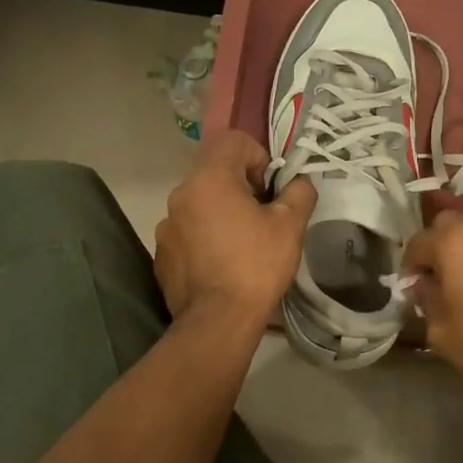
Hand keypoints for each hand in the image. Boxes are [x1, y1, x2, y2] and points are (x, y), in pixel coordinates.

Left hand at [154, 130, 315, 323]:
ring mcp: (167, 225)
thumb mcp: (290, 225)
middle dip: (242, 186)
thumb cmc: (256, 266)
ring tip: (243, 244)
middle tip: (263, 216)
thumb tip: (299, 180)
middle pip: (215, 172)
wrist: (217, 321)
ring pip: (201, 202)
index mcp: (209, 179)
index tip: (270, 189)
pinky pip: (188, 231)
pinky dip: (206, 237)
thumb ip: (299, 191)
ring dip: (222, 212)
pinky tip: (223, 264)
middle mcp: (180, 195)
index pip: (232, 141)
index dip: (258, 156)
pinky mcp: (163, 253)